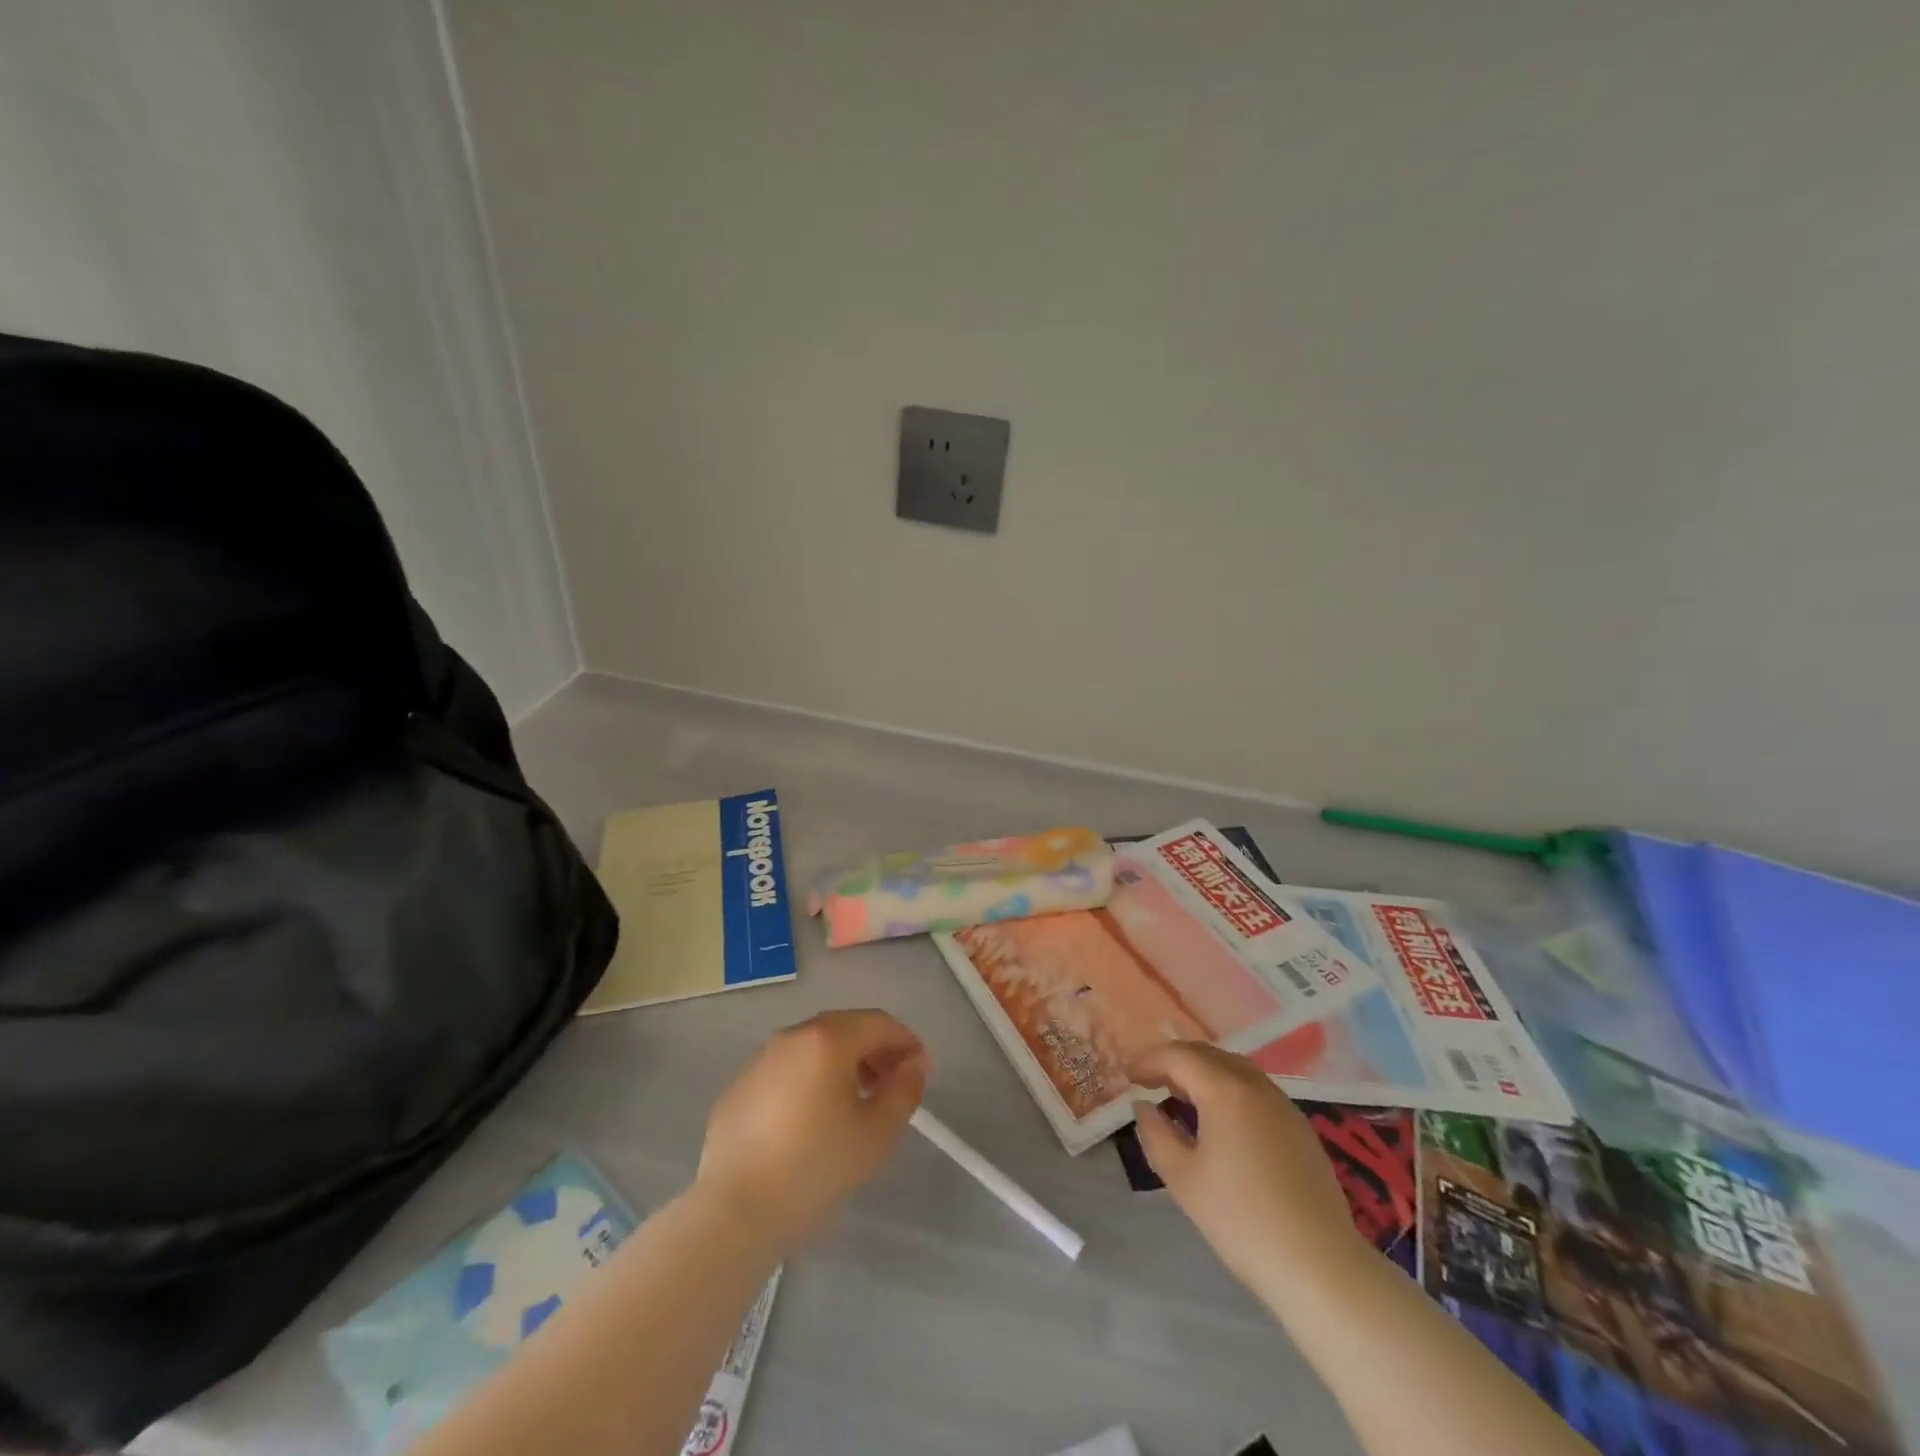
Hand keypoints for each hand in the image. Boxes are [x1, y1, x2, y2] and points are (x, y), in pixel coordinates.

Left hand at [695, 1009, 927, 1253]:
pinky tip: (809, 1123)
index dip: (906, 1042)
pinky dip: (808, 1082)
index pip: (879, 1023)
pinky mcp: (738, 1089)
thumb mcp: (877, 1133)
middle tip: (890, 1087)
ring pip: (813, 1049)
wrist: (734, 1213)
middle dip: (874, 1051)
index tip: (920, 1072)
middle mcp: (792, 1037)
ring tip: (853, 1106)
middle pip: (845, 1028)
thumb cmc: (815, 1167)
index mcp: (828, 1039)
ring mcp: (760, 1061)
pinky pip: (785, 1072)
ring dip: (841, 1065)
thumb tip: (913, 1064)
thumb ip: (904, 1090)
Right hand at [1130, 1042, 1365, 1291]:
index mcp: (1225, 1089)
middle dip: (1175, 1062)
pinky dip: (1228, 1089)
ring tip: (1181, 1097)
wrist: (1319, 1265)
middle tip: (1150, 1082)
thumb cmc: (1241, 1220)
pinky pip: (1255, 1089)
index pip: (1178, 1056)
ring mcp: (1283, 1104)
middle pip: (1208, 1055)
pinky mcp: (1300, 1127)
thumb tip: (1144, 1107)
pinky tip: (1221, 1120)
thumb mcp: (1183, 1178)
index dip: (1149, 1061)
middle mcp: (1255, 1085)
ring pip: (1234, 1069)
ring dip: (1203, 1073)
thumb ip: (1156, 1134)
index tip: (1128, 1076)